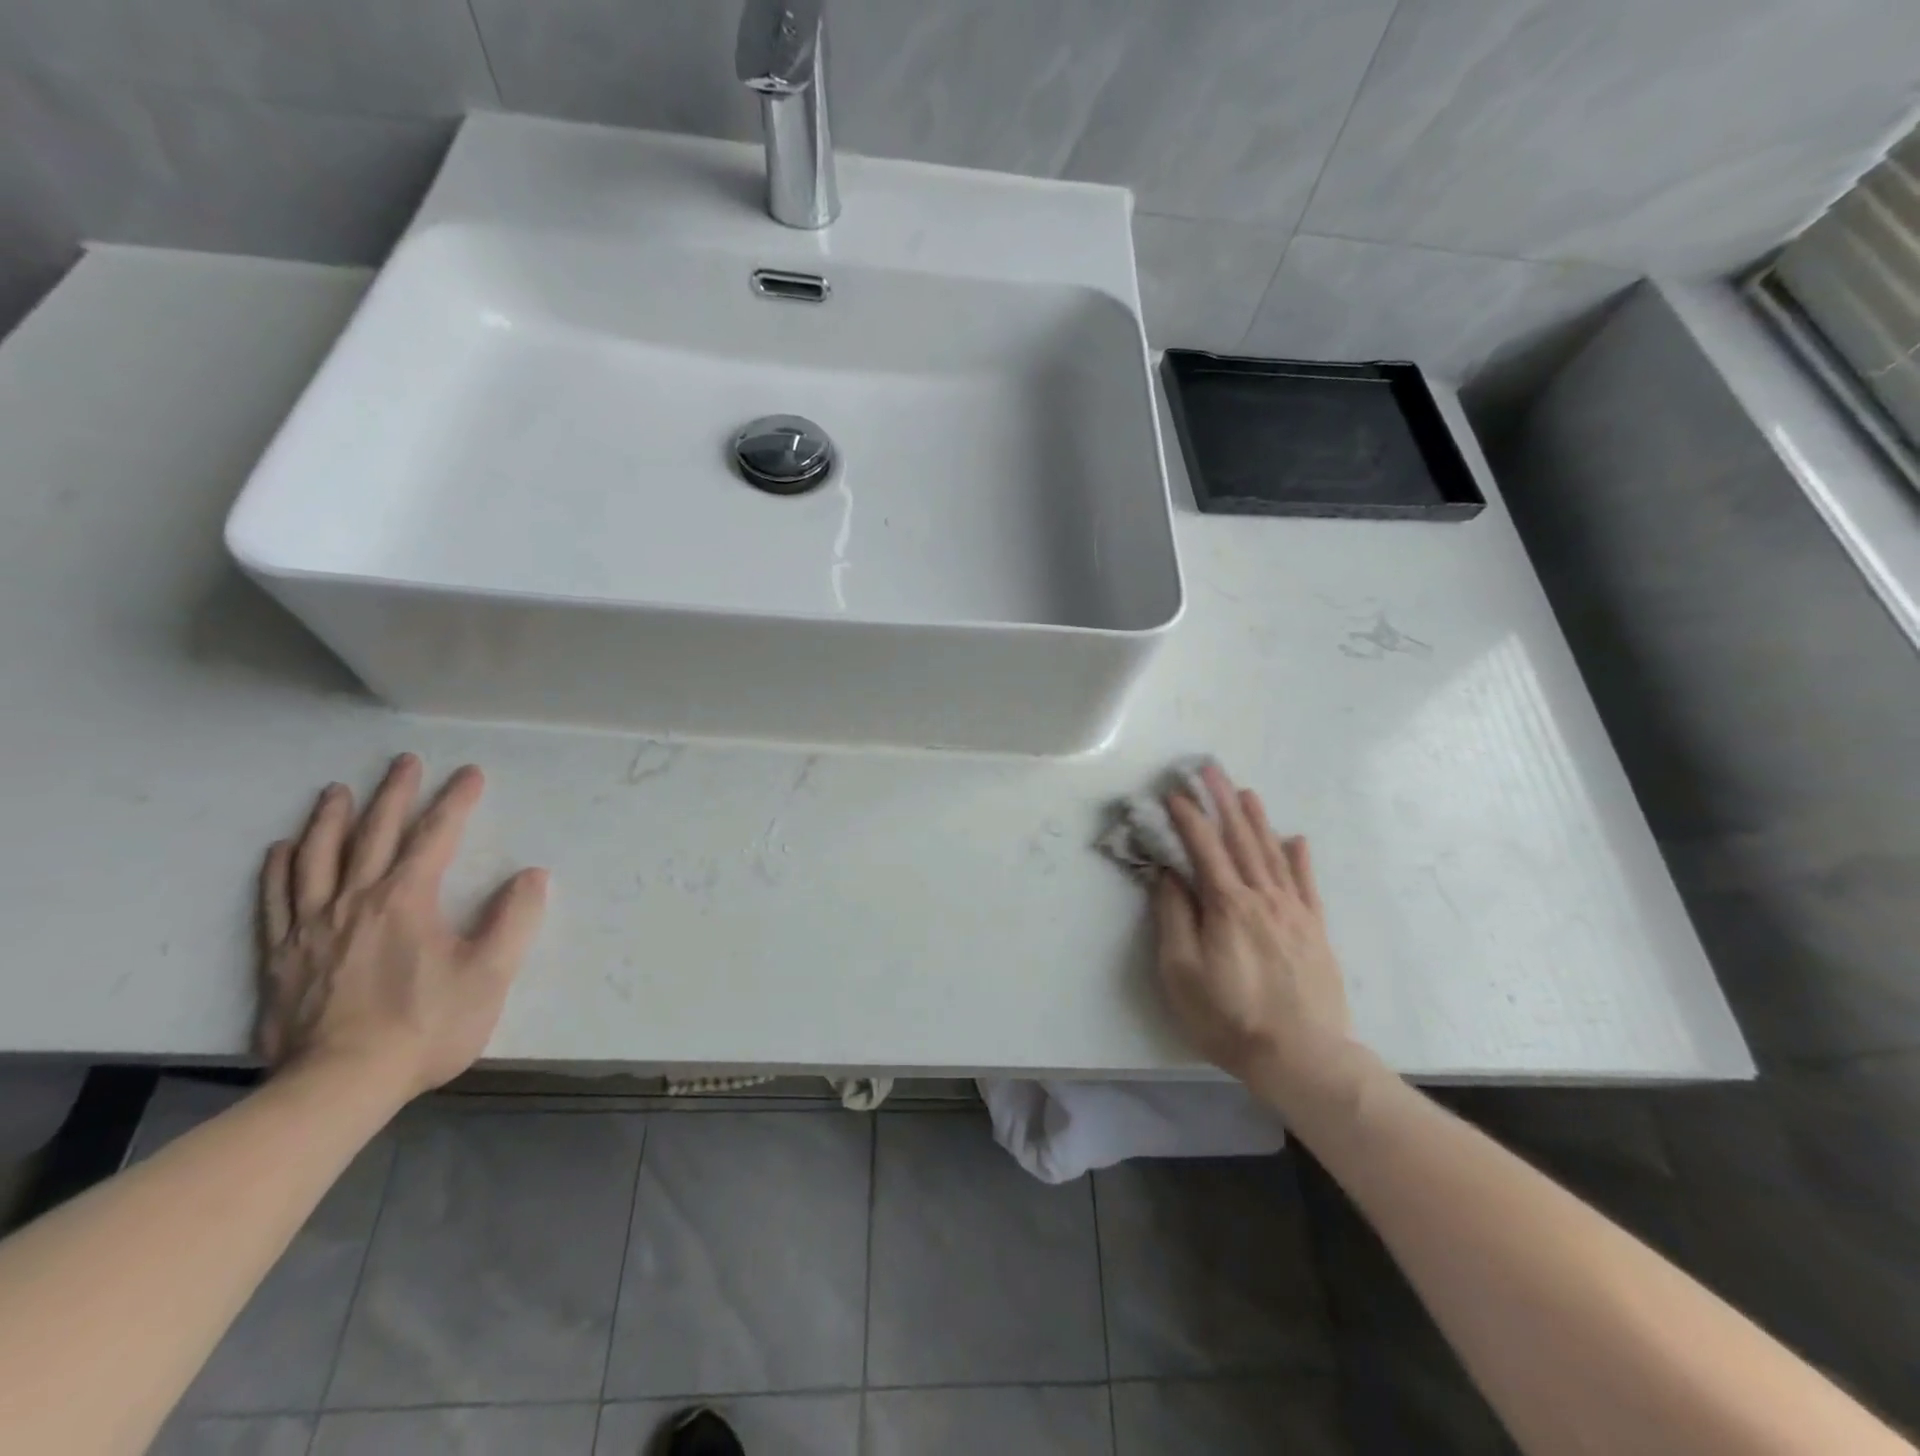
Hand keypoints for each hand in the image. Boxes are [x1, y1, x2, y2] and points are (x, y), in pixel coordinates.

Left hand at [256, 754, 548, 1100]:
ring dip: (330, 819)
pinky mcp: (281, 957)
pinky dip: (279, 868)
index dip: (456, 801)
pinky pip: (275, 900)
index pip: (436, 836)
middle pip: (374, 834)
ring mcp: (311, 927)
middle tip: (405, 761)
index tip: (470, 773)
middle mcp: (355, 900)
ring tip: (336, 791)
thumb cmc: (424, 1027)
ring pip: (317, 858)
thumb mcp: (490, 974)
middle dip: (394, 794)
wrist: (339, 1086)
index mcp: (406, 900)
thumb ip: (514, 920)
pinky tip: (282, 849)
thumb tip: (532, 875)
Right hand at [1153, 763, 1370, 1119]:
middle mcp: (1262, 897)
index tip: (1173, 793)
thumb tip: (1169, 874)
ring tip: (1244, 792)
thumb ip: (1174, 916)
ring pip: (1273, 853)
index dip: (1187, 817)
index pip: (1204, 848)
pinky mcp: (1315, 930)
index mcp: (1227, 904)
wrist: (1303, 1057)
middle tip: (1210, 769)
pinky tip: (1295, 839)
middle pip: (1240, 839)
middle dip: (1222, 801)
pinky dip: (1299, 858)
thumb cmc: (1229, 1017)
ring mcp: (1294, 911)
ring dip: (1257, 819)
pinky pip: (1307, 884)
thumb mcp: (1181, 971)